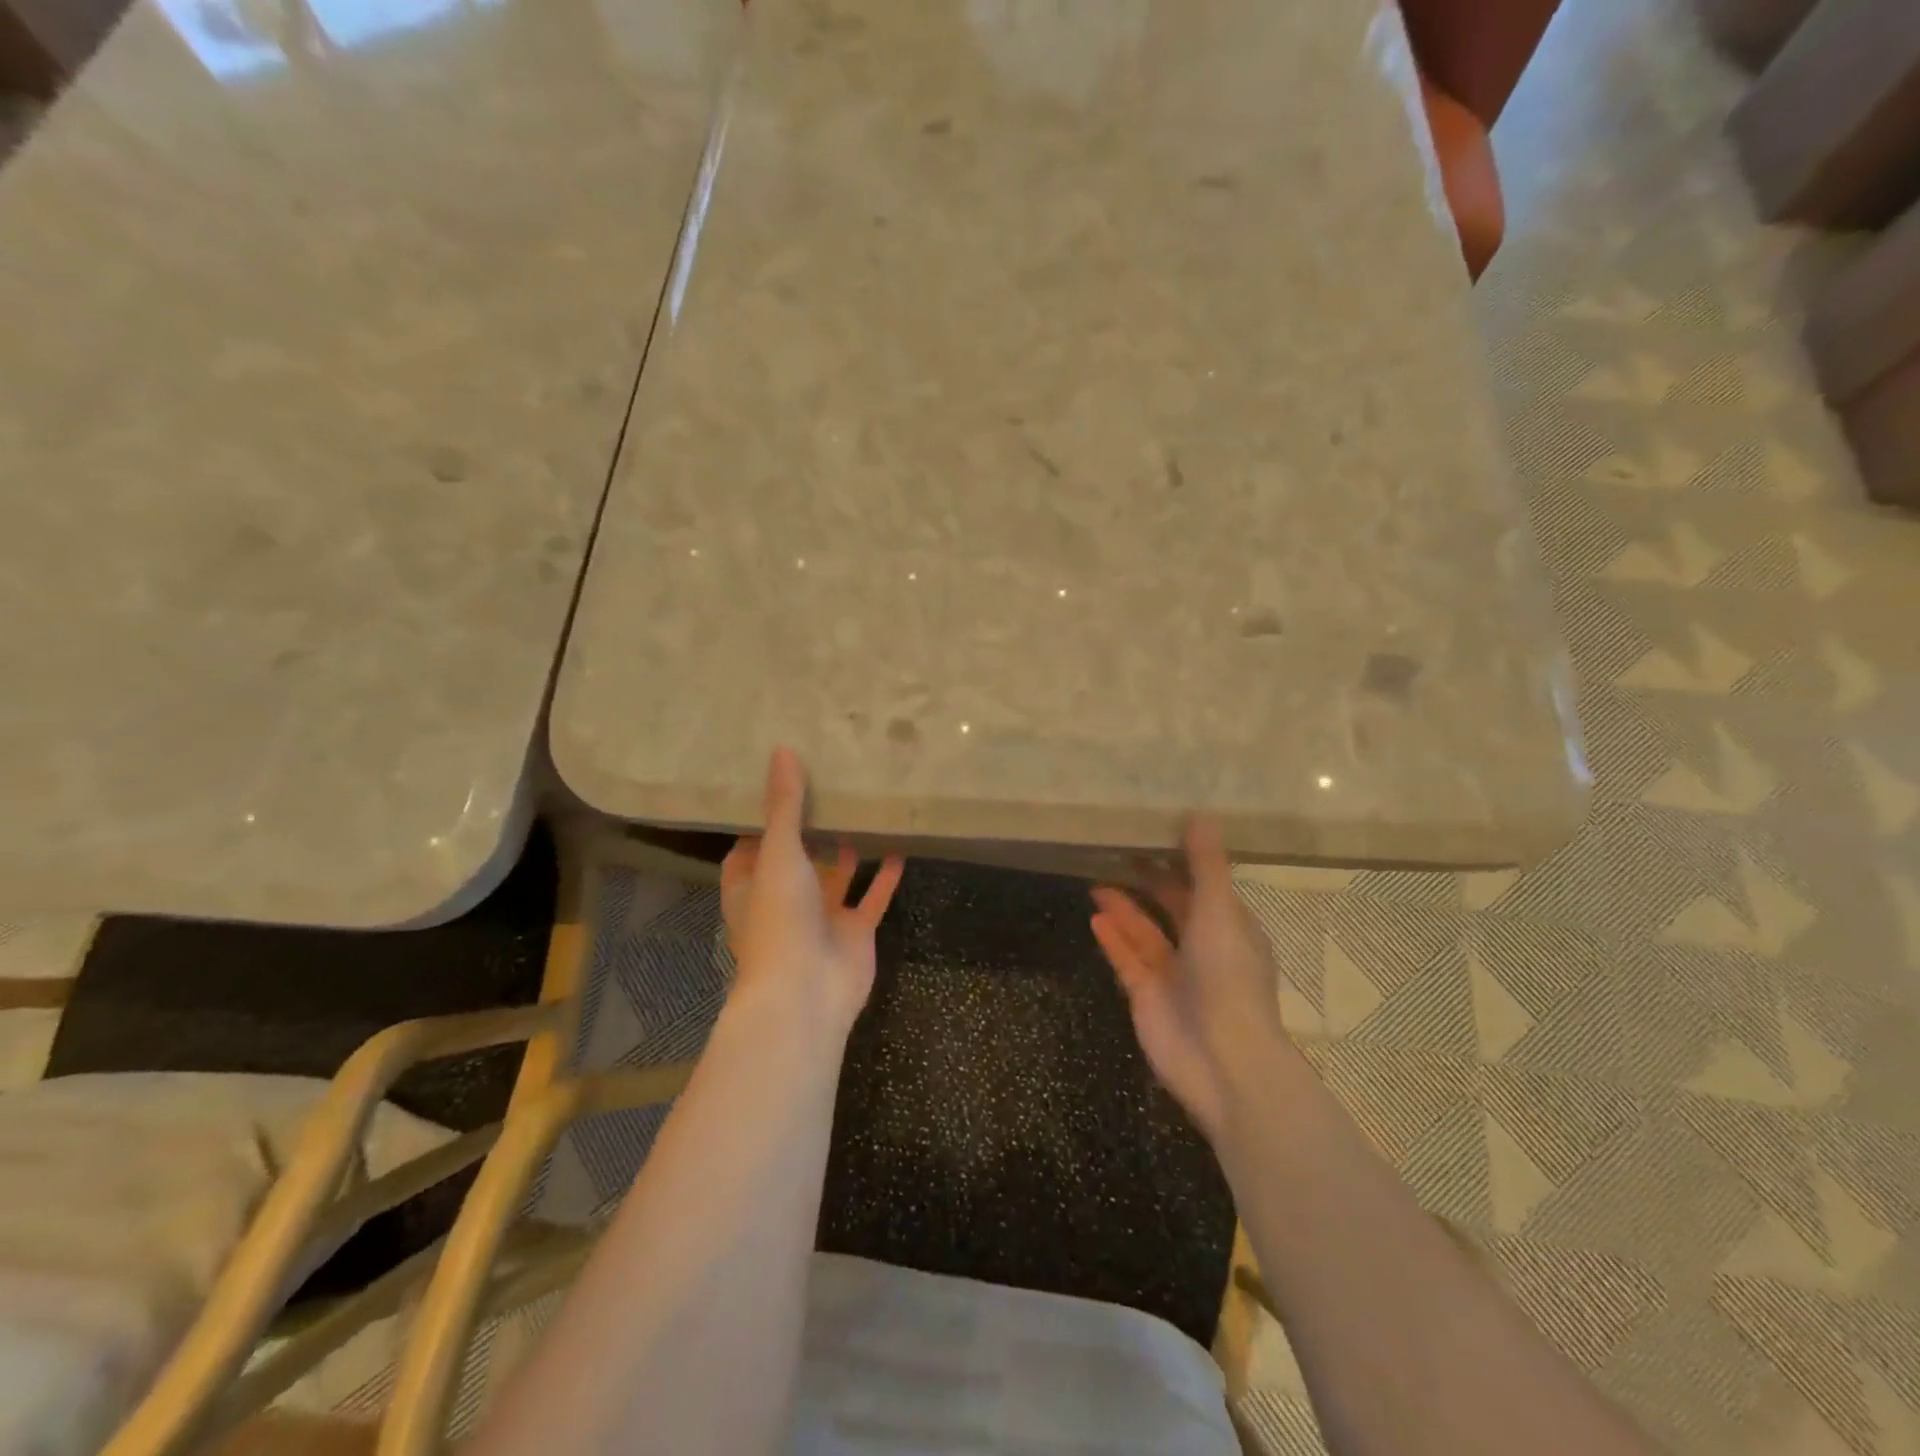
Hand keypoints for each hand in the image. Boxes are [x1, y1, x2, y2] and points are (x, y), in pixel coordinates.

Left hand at [720, 748, 904, 1035]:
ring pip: (836, 877)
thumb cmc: (779, 919)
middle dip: (812, 830)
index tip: (780, 785)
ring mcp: (820, 918)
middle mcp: (784, 900)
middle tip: (831, 786)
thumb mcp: (779, 854)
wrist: (806, 992)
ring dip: (848, 850)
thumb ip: (784, 806)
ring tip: (864, 810)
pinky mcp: (854, 932)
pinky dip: (884, 877)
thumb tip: (781, 750)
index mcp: (751, 886)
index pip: (750, 847)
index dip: (762, 820)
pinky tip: (899, 847)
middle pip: (797, 859)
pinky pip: (871, 898)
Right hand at [1090, 818, 1290, 1142]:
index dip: (1181, 862)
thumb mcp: (1220, 911)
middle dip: (1147, 882)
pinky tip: (1095, 917)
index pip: (1204, 887)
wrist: (1221, 1060)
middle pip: (1171, 907)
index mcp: (1231, 929)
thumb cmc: (1228, 977)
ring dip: (1124, 908)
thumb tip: (1199, 813)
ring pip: (1144, 932)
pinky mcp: (1147, 997)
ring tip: (1095, 881)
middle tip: (1116, 852)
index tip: (1153, 834)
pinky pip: (1127, 960)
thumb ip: (1207, 865)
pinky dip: (1113, 939)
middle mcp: (1203, 949)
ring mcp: (1174, 975)